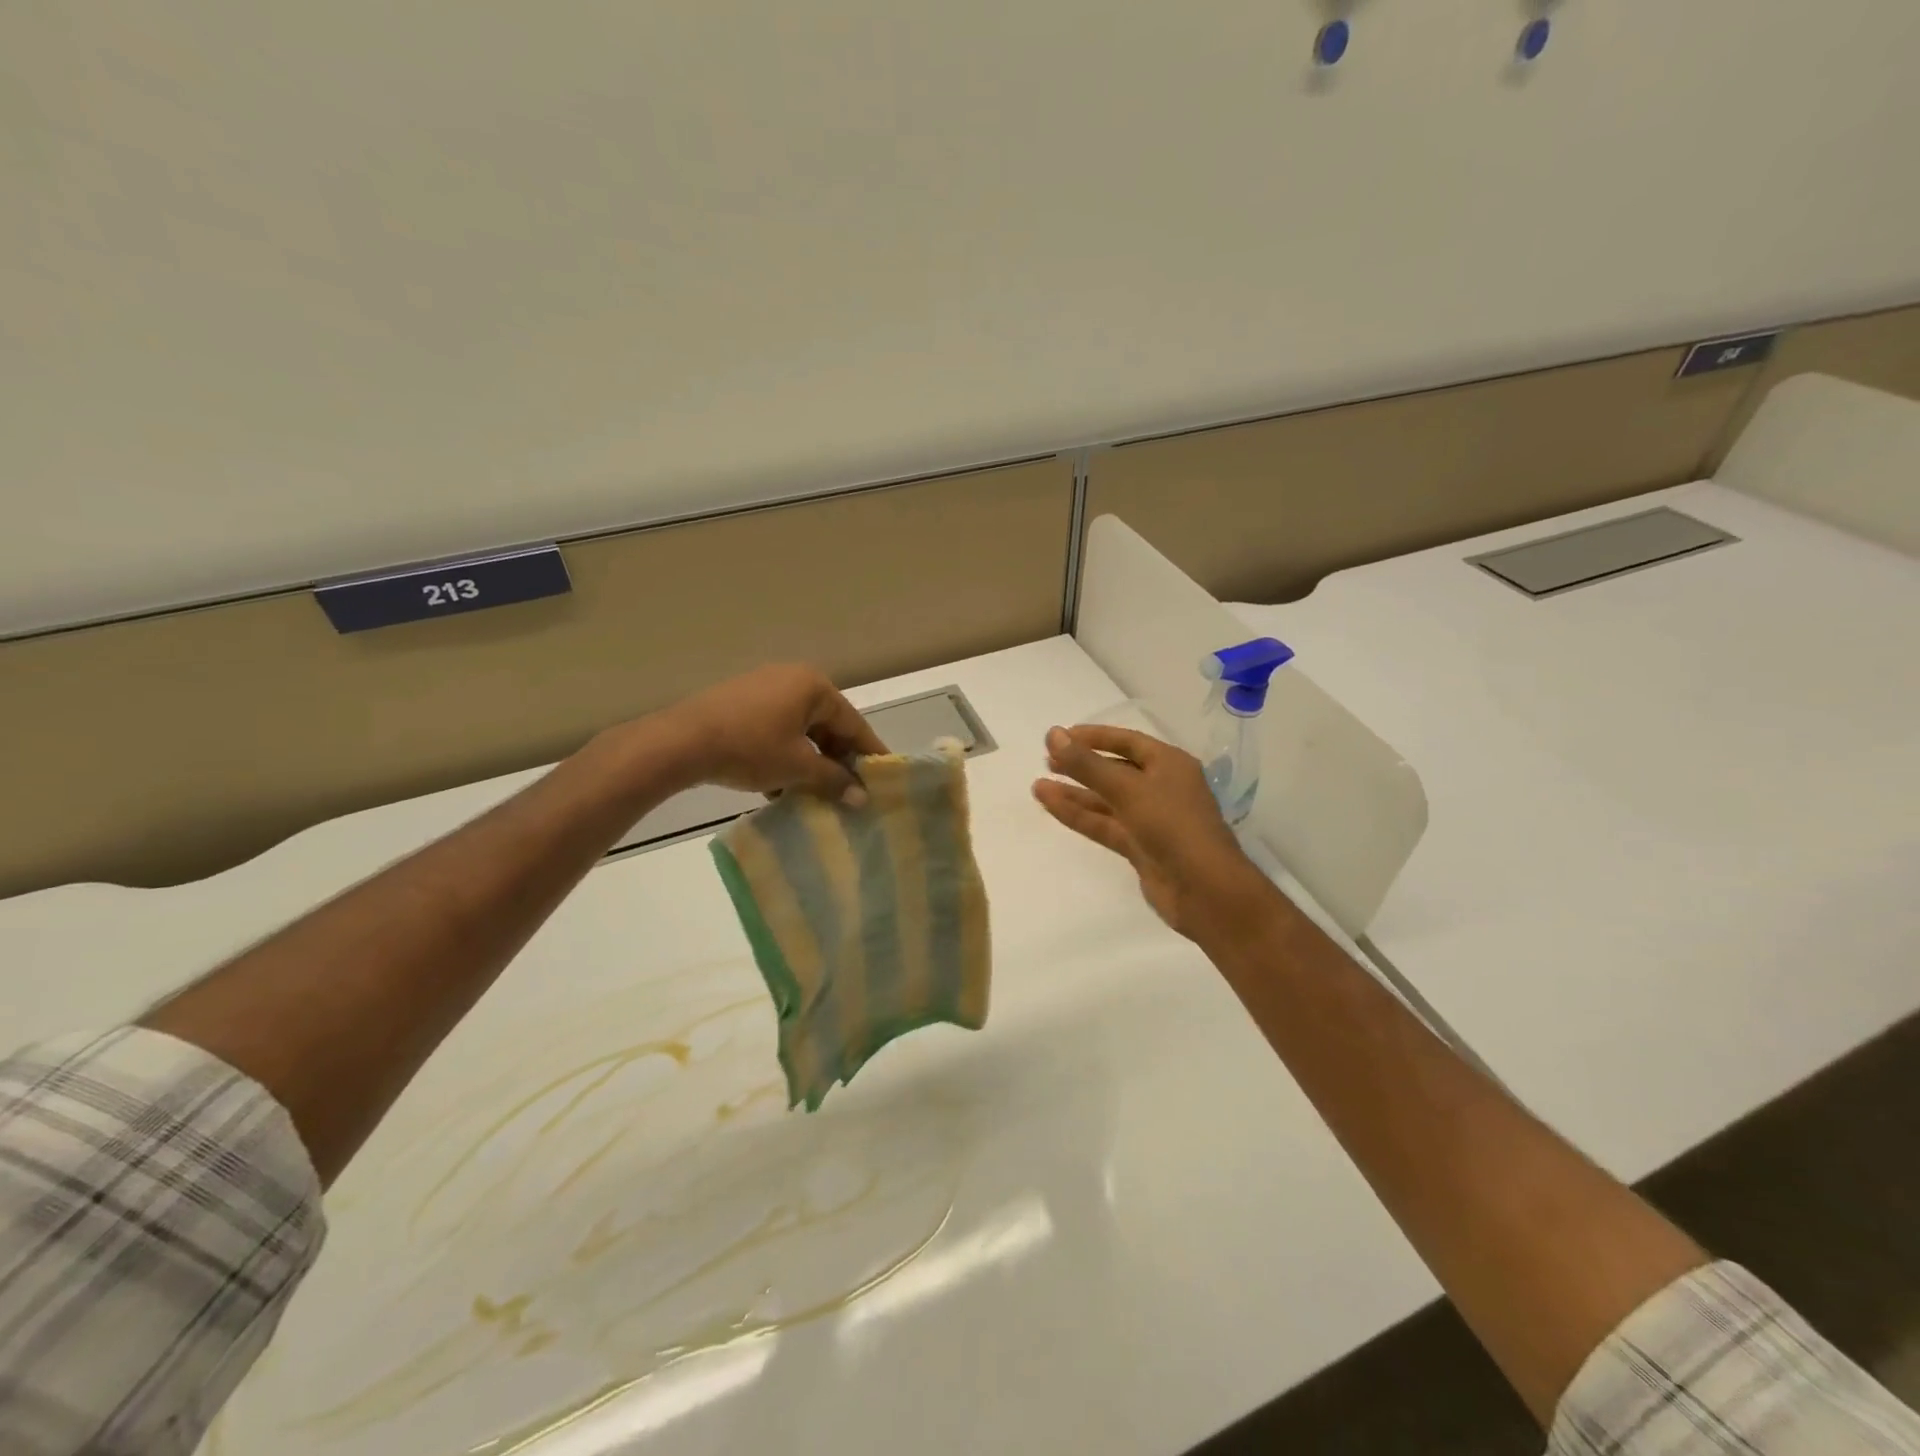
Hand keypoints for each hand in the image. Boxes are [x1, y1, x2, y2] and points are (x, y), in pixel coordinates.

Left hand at [654, 665, 887, 802]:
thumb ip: (833, 780)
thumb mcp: (797, 767)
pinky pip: (775, 729)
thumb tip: (862, 797)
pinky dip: (783, 754)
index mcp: (814, 687)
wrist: (680, 742)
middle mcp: (792, 679)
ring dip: (808, 761)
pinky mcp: (740, 702)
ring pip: (800, 729)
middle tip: (848, 790)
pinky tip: (777, 786)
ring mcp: (763, 688)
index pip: (854, 723)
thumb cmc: (750, 748)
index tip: (883, 778)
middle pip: (827, 724)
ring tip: (812, 793)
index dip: (869, 753)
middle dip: (836, 760)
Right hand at [1034, 724, 1266, 938]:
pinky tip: (1050, 805)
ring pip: (1105, 800)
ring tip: (1038, 785)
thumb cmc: (1172, 826)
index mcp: (1169, 764)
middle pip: (1114, 770)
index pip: (1127, 741)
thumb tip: (1052, 734)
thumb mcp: (1128, 789)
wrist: (1205, 890)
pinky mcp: (1139, 847)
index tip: (1060, 736)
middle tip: (1046, 760)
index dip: (1093, 737)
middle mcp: (1161, 787)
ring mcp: (1150, 819)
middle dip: (1081, 765)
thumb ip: (1087, 764)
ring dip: (1074, 793)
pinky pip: (1104, 824)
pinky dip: (1078, 815)